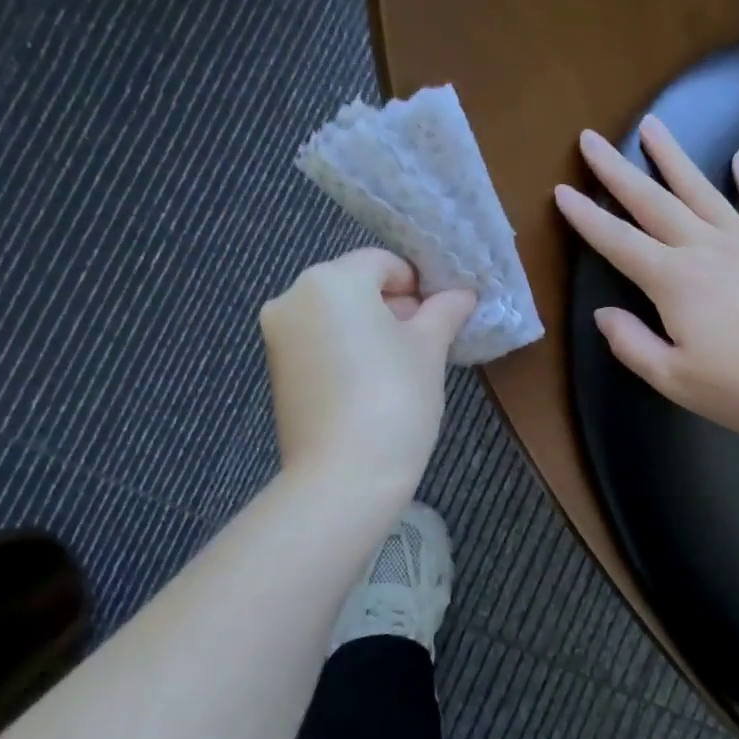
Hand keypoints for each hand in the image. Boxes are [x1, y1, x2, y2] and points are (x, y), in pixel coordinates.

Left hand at [258, 248, 474, 496]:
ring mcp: (278, 335)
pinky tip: (370, 386)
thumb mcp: (429, 349)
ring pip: (335, 316)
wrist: (344, 475)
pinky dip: (345, 352)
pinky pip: (318, 344)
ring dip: (370, 330)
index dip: (418, 286)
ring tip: (400, 370)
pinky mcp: (276, 370)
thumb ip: (444, 312)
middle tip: (426, 345)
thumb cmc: (395, 397)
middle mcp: (293, 297)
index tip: (440, 320)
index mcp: (330, 279)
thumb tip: (462, 295)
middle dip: (393, 308)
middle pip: (355, 286)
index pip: (384, 263)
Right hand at [555, 117, 738, 444]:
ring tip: (652, 125)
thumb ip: (632, 344)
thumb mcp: (674, 379)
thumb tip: (604, 313)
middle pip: (652, 202)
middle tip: (591, 138)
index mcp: (673, 281)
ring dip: (672, 157)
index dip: (586, 216)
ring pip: (701, 190)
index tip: (562, 190)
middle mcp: (704, 248)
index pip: (618, 241)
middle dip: (616, 170)